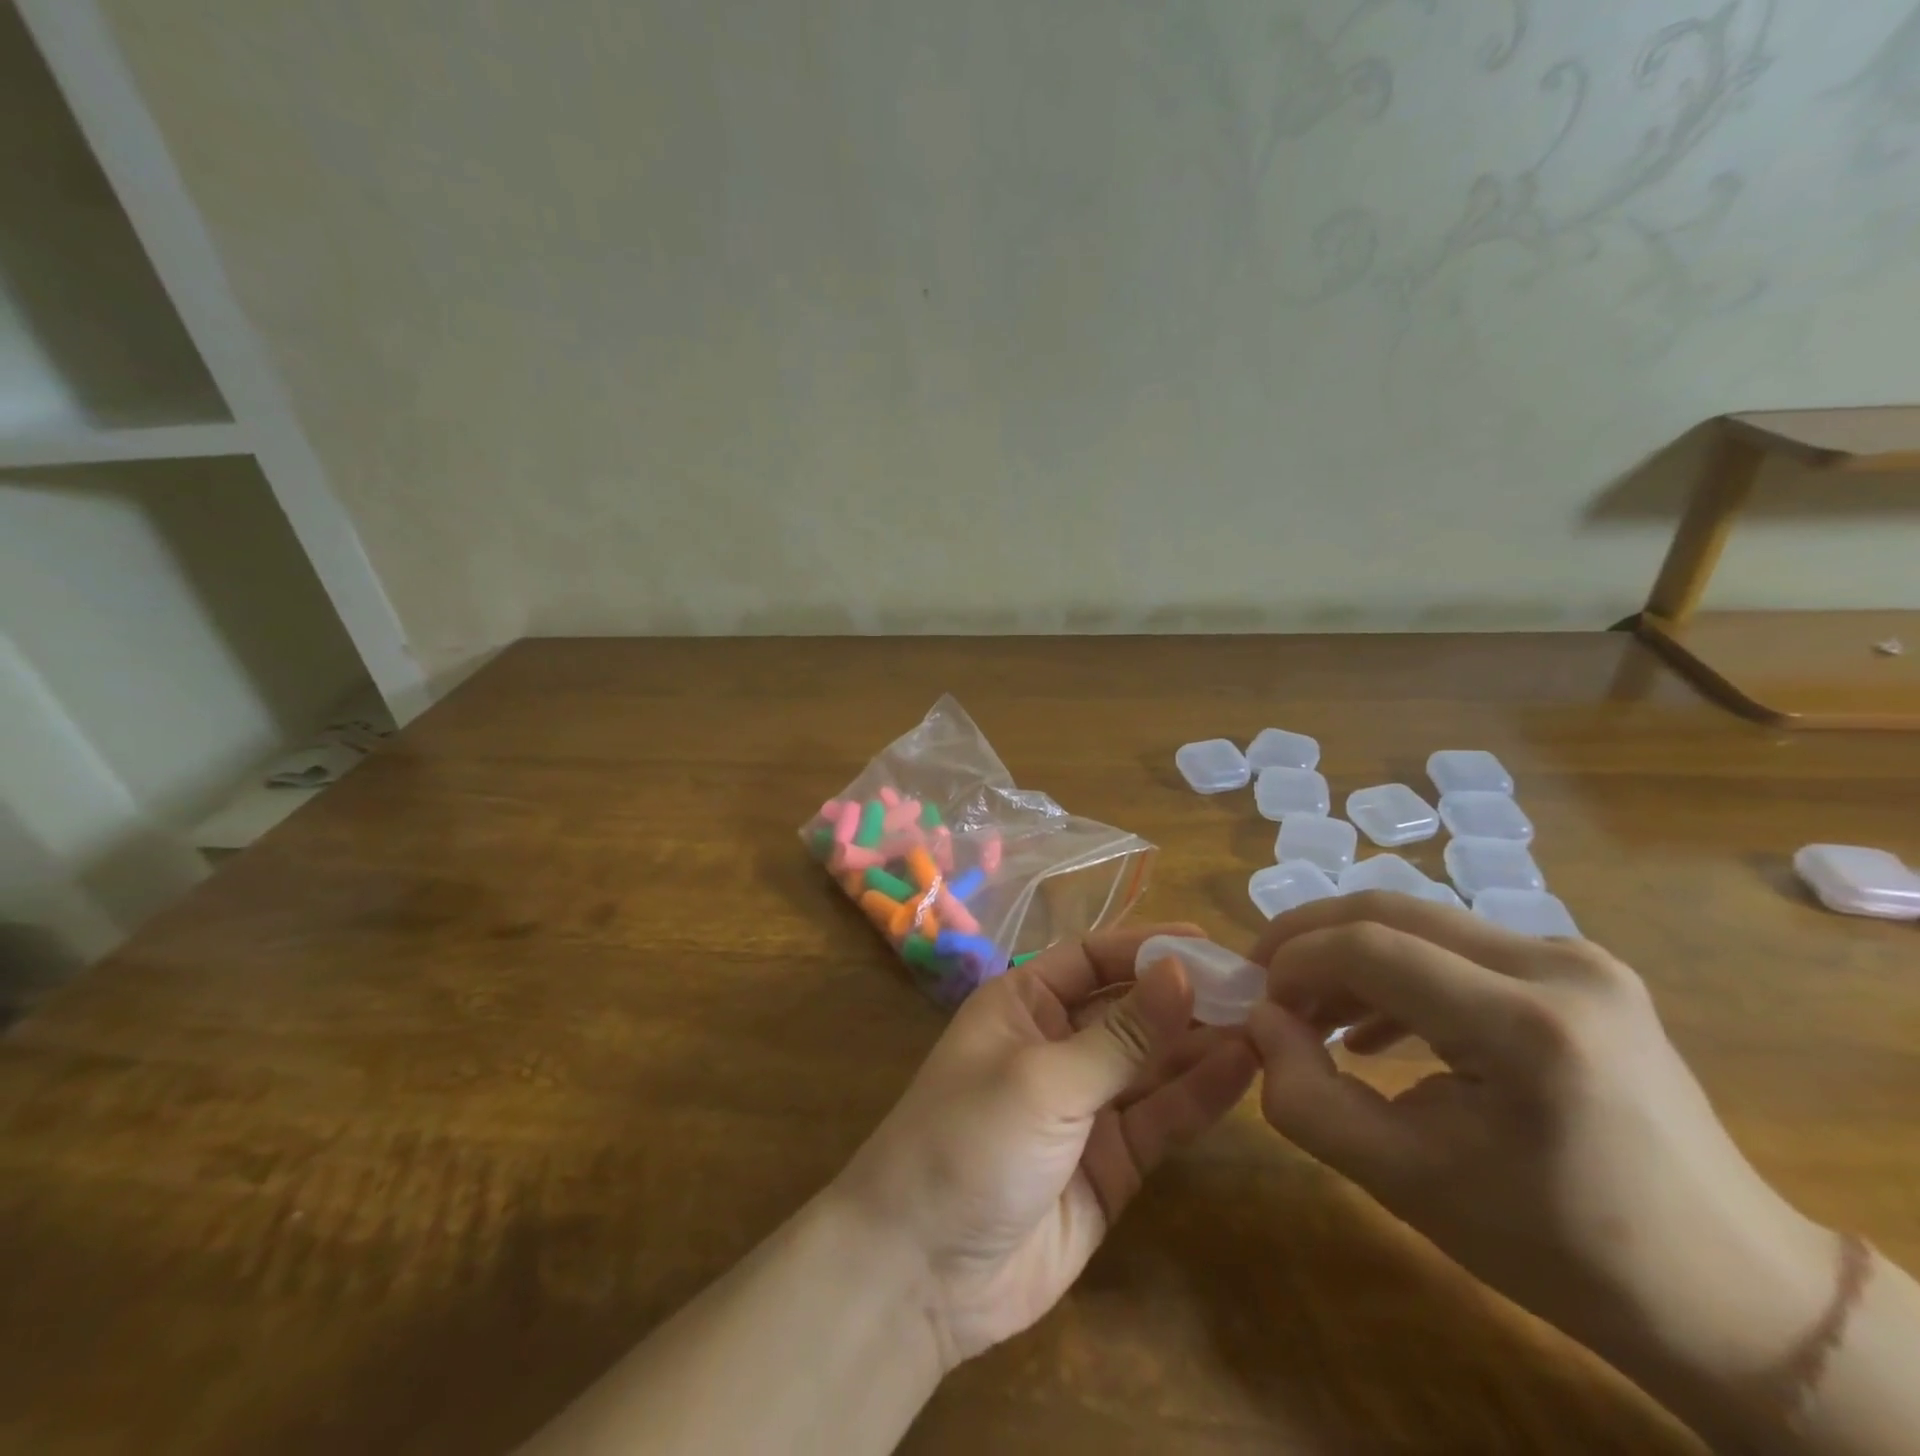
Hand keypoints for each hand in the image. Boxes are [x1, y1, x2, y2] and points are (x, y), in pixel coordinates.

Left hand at [832, 924, 1257, 1368]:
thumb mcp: (1044, 1079)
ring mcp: (1085, 1106)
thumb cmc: (969, 1142)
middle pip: (1129, 1008)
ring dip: (1201, 1042)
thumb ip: (1120, 1035)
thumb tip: (1182, 971)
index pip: (1091, 958)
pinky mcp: (1111, 1163)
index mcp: (1021, 1004)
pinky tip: (1243, 1068)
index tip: (1207, 943)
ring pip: (1152, 1063)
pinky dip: (1198, 1094)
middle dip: (1184, 996)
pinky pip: (1160, 1118)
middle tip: (1255, 986)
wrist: (924, 1273)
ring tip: (1266, 1022)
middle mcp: (1055, 1045)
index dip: (1145, 948)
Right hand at [1242, 893, 1839, 1414]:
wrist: (1726, 1293)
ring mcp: (1577, 958)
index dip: (1293, 962)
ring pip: (1420, 922)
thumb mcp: (1406, 1184)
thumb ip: (1306, 1098)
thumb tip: (1259, 1021)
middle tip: (1264, 984)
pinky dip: (1398, 970)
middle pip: (1391, 912)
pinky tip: (1374, 1026)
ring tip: (1310, 1012)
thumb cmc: (1557, 1249)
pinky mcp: (1579, 968)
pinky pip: (1458, 946)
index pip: (1370, 948)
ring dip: (1350, 955)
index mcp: (1526, 1026)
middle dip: (1310, 939)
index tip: (1254, 1002)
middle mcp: (1558, 965)